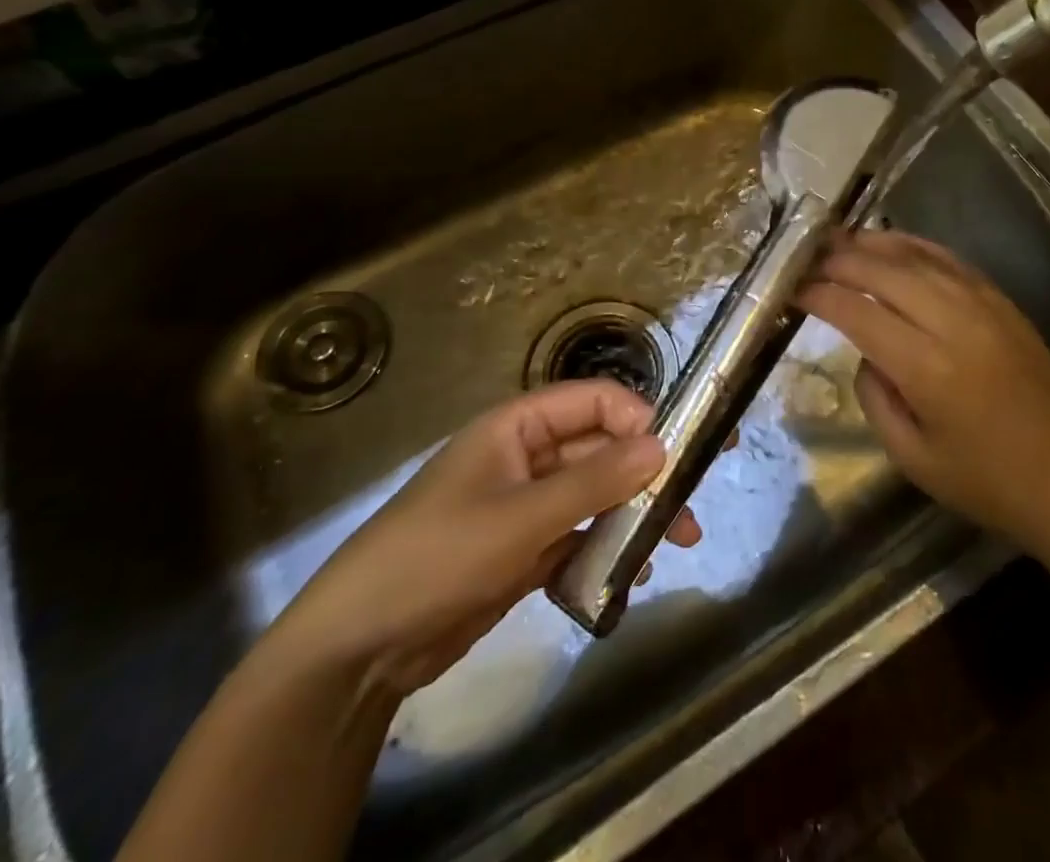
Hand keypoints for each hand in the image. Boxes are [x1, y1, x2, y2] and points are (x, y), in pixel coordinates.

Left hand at [267, 380, 698, 694]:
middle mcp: (526, 456)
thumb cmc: (438, 556)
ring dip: (630, 517)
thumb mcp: (520, 517)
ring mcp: (525, 506)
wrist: (359, 648)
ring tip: (670, 548)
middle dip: (644, 476)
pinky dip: (605, 552)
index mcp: (517, 426)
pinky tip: (629, 579)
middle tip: (690, 512)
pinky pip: (578, 537)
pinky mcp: (524, 551)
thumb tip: (661, 447)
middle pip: (599, 449)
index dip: (637, 417)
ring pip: (594, 496)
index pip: (592, 401)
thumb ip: (593, 482)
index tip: (677, 452)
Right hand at [795, 229, 1049, 555]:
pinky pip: (951, 261)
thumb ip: (874, 397)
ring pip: (918, 258)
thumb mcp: (911, 457)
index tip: (792, 288)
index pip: (858, 312)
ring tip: (839, 239)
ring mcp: (984, 307)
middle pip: (884, 273)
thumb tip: (866, 351)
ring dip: (874, 244)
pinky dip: (916, 246)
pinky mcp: (1003, 304)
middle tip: (807, 257)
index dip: (820, 295)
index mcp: (927, 369)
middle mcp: (955, 324)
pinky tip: (892, 243)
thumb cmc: (984, 482)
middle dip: (840, 260)